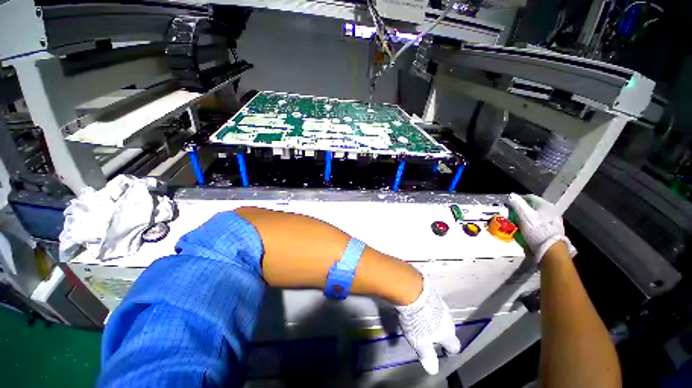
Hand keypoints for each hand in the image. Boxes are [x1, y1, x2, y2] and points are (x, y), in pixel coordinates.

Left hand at [395, 276, 459, 374]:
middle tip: (432, 334)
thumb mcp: (420, 342)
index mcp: (447, 332)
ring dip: (435, 318)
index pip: (454, 346)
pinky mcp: (432, 292)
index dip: (449, 350)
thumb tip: (433, 370)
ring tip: (426, 320)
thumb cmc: (417, 320)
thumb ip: (427, 356)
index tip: (444, 351)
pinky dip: (430, 306)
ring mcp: (440, 303)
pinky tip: (422, 305)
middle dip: (442, 332)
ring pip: (441, 314)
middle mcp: (447, 318)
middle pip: (448, 328)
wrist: (413, 291)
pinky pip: (433, 302)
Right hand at [508, 193, 576, 261]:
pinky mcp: (554, 230)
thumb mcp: (524, 215)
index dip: (518, 199)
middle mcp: (552, 210)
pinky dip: (532, 224)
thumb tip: (512, 195)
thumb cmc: (537, 230)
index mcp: (545, 205)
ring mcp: (554, 220)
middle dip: (521, 210)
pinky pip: (539, 223)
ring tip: (518, 223)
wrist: (551, 249)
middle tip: (512, 215)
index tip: (509, 204)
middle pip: (533, 207)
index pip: (529, 197)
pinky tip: (527, 230)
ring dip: (526, 218)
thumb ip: (517, 204)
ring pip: (536, 216)